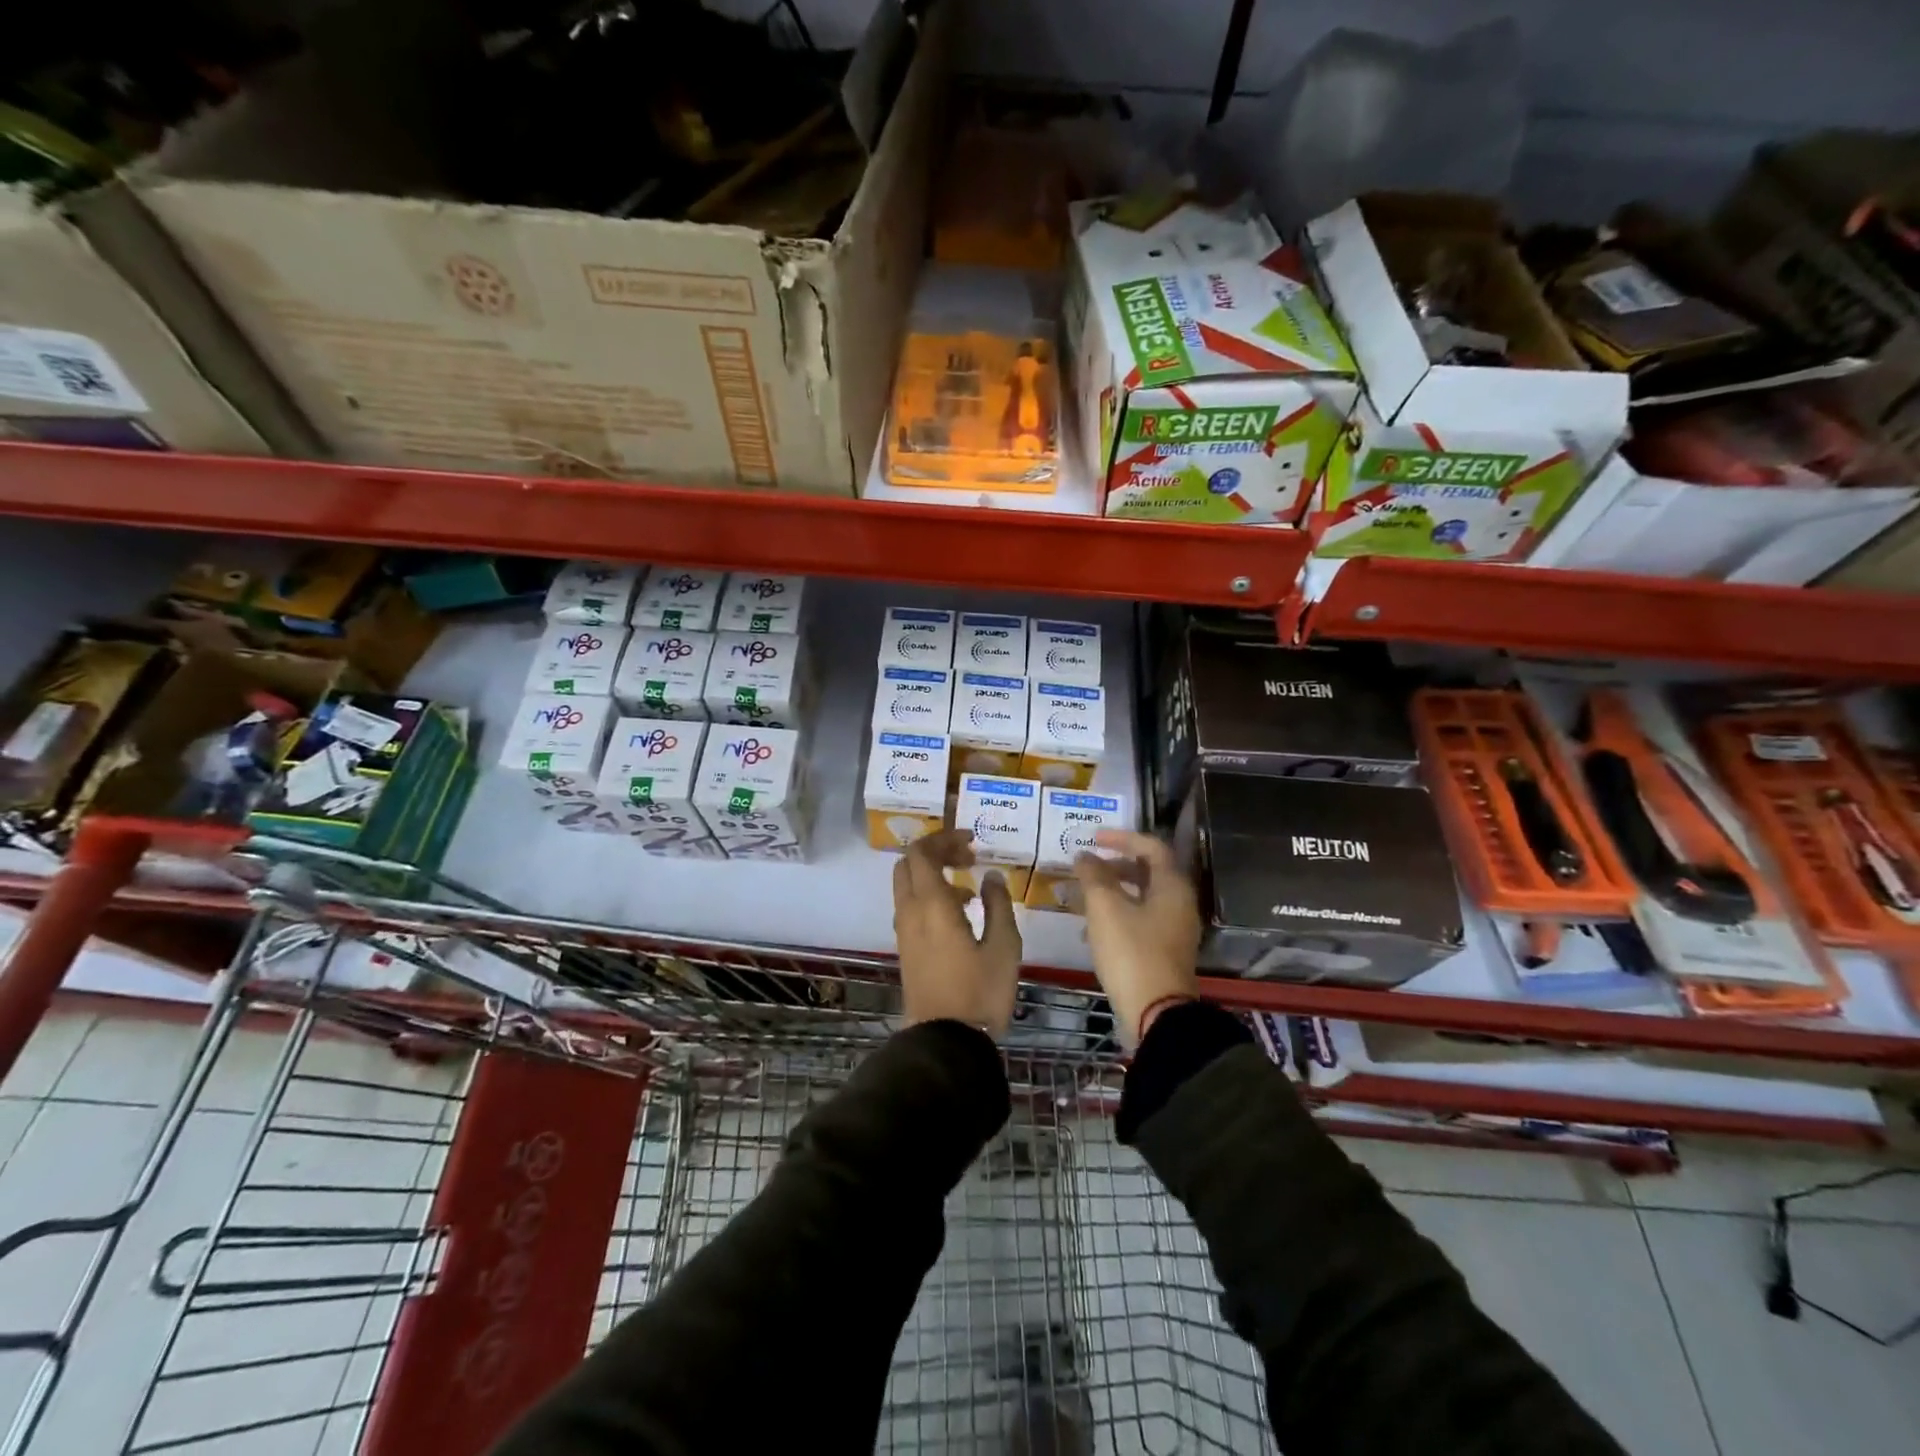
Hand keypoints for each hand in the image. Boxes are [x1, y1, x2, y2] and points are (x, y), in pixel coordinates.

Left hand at [893, 828, 1020, 1037]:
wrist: (946, 1042)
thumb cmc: (980, 992)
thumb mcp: (1004, 946)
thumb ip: (998, 904)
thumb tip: (990, 877)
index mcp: (932, 905)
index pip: (922, 852)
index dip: (944, 838)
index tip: (972, 841)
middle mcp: (910, 912)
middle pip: (908, 864)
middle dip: (935, 853)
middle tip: (967, 859)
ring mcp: (904, 932)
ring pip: (907, 886)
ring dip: (933, 876)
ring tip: (970, 889)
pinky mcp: (906, 949)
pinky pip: (911, 907)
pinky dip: (929, 897)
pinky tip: (960, 916)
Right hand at [1074, 830, 1201, 1046]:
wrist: (1156, 1013)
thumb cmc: (1132, 952)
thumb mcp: (1106, 908)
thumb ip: (1093, 876)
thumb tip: (1084, 856)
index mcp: (1172, 887)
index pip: (1151, 847)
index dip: (1121, 838)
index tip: (1093, 838)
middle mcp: (1179, 904)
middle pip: (1147, 873)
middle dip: (1113, 866)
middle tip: (1085, 868)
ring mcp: (1173, 931)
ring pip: (1140, 899)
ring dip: (1110, 892)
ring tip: (1080, 898)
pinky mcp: (1163, 952)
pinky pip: (1138, 922)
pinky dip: (1115, 916)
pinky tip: (1089, 931)